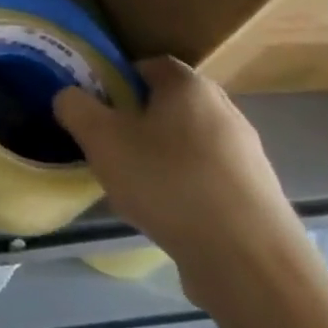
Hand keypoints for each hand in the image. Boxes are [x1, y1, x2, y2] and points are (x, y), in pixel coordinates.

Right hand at [54, 57, 318, 313]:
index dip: (118, 79)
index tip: (96, 105)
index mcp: (190, 87)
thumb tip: (69, 96)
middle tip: (109, 143)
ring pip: (189, 143)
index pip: (150, 64)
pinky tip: (166, 213)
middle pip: (171, 104)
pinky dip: (185, 187)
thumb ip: (75, 107)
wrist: (249, 262)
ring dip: (161, 156)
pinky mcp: (257, 196)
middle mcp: (226, 112)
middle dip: (138, 119)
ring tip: (134, 184)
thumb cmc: (167, 182)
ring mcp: (248, 156)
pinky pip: (208, 178)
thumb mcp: (101, 138)